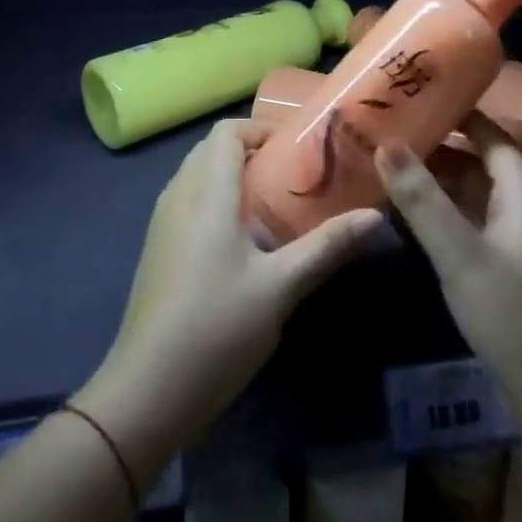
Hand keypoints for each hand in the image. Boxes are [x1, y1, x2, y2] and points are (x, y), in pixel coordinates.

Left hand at [75, 120, 383, 479]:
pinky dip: (214, 199)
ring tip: (273, 204)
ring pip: (197, 175)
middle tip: (292, 175)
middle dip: (251, 151)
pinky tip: (241, 240)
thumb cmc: (217, 329)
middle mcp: (179, 196)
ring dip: (231, 175)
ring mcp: (162, 223)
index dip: (260, 129)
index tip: (297, 150)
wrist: (146, 391)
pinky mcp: (157, 249)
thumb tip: (375, 217)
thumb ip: (326, 247)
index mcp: (206, 193)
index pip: (226, 132)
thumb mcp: (280, 287)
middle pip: (211, 149)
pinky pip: (187, 201)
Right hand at [375, 114, 521, 505]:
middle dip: (437, 148)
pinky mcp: (507, 275)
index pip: (494, 137)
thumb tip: (386, 143)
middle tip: (388, 133)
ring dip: (435, 184)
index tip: (420, 98)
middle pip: (479, 165)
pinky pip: (470, 227)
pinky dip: (441, 216)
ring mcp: (516, 246)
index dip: (461, 115)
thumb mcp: (462, 256)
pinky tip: (407, 219)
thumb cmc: (517, 317)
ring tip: (387, 168)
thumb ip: (422, 200)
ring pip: (472, 198)